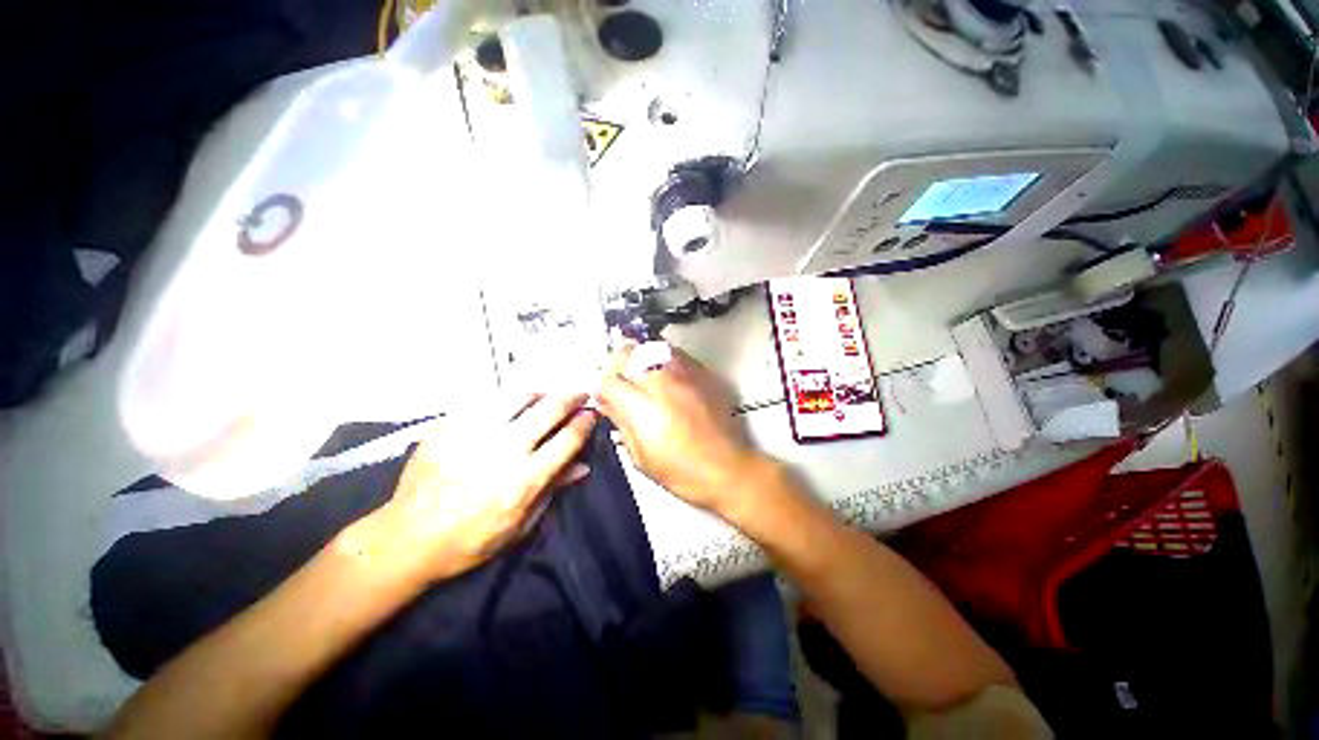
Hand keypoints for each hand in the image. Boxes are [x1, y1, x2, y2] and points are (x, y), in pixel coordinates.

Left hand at [356, 394, 596, 583]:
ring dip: (540, 392)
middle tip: (580, 393)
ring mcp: (475, 433)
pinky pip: (485, 400)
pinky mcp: (449, 426)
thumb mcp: (520, 525)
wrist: (408, 538)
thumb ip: (552, 489)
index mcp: (525, 478)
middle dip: (571, 397)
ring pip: (518, 397)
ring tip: (546, 393)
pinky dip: (505, 398)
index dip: (584, 422)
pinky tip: (509, 402)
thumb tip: (583, 466)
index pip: (567, 439)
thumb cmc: (471, 540)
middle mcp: (505, 449)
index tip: (591, 414)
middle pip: (549, 410)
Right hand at [596, 344, 763, 511]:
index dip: (602, 388)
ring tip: (638, 370)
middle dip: (616, 364)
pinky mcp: (702, 372)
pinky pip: (675, 352)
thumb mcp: (641, 457)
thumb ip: (620, 423)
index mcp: (642, 407)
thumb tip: (605, 403)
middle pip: (628, 354)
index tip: (604, 396)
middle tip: (618, 379)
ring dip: (638, 356)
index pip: (609, 381)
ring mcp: (684, 373)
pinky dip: (661, 356)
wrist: (727, 468)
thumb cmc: (681, 472)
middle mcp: (661, 382)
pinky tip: (661, 370)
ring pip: (651, 347)